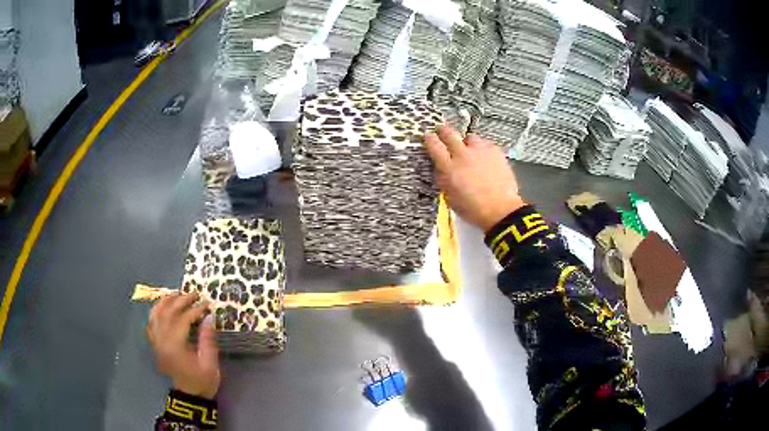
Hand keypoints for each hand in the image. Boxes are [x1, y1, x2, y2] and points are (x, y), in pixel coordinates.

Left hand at [147, 292, 219, 398]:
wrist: (190, 396)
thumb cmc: (202, 381)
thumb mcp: (210, 363)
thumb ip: (207, 339)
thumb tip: (209, 317)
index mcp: (175, 346)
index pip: (182, 319)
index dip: (195, 310)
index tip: (207, 304)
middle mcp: (162, 341)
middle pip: (168, 313)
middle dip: (181, 301)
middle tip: (195, 294)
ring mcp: (157, 342)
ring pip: (156, 315)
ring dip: (166, 302)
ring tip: (177, 293)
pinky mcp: (156, 344)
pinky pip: (152, 323)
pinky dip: (156, 311)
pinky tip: (163, 307)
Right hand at [425, 124, 524, 230]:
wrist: (501, 210)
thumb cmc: (472, 209)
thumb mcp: (450, 197)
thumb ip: (443, 178)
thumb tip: (441, 167)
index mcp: (449, 167)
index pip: (434, 145)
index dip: (429, 139)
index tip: (428, 136)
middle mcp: (463, 154)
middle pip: (449, 133)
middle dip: (443, 130)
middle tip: (442, 130)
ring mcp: (480, 151)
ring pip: (469, 137)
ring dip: (466, 141)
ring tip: (469, 149)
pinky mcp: (495, 151)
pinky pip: (485, 144)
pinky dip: (482, 149)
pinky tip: (485, 158)